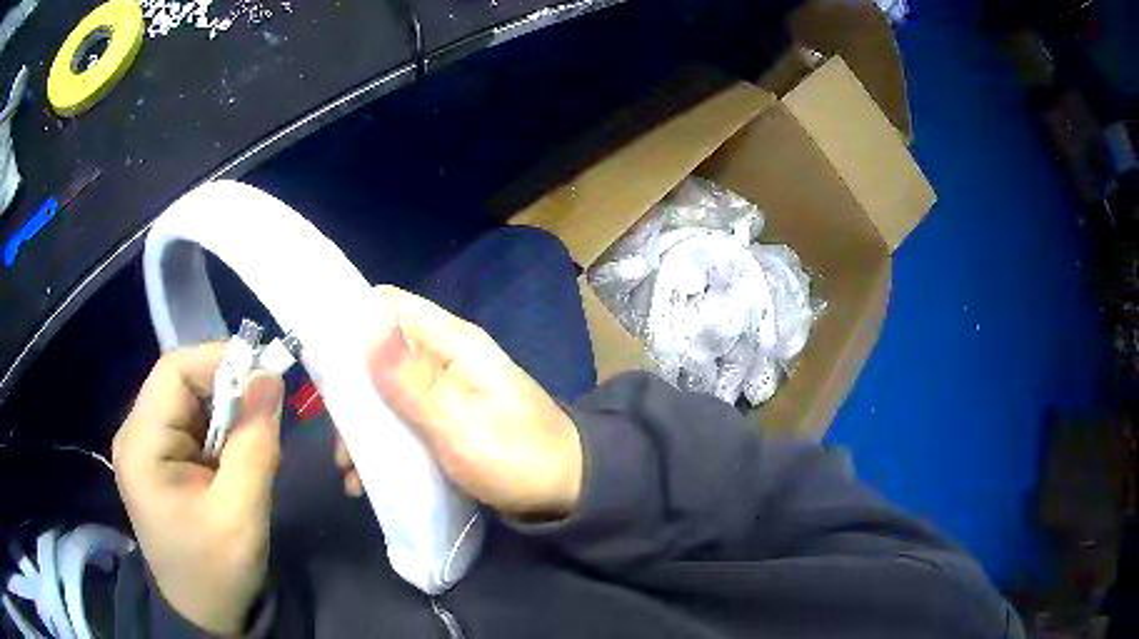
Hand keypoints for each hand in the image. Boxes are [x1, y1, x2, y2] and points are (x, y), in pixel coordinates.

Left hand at [113, 345, 283, 635]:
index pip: (174, 371)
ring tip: (252, 449)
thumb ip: (255, 445)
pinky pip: (192, 424)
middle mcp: (136, 434)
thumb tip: (270, 377)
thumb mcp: (242, 516)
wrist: (202, 613)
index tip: (265, 382)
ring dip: (226, 415)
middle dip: (227, 392)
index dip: (219, 362)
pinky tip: (235, 462)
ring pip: (189, 401)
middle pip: (180, 382)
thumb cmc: (217, 572)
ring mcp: (145, 446)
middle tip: (265, 422)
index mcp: (142, 445)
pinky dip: (220, 432)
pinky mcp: (159, 458)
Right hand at [334, 286, 582, 518]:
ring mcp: (444, 392)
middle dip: (349, 390)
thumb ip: (411, 379)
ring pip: (385, 392)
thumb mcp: (459, 423)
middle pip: (378, 353)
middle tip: (335, 434)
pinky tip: (366, 480)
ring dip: (361, 427)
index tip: (316, 354)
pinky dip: (380, 446)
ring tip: (349, 470)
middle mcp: (444, 358)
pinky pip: (400, 422)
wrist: (566, 495)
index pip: (389, 305)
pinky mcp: (445, 423)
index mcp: (451, 343)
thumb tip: (365, 319)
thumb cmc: (516, 457)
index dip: (349, 319)